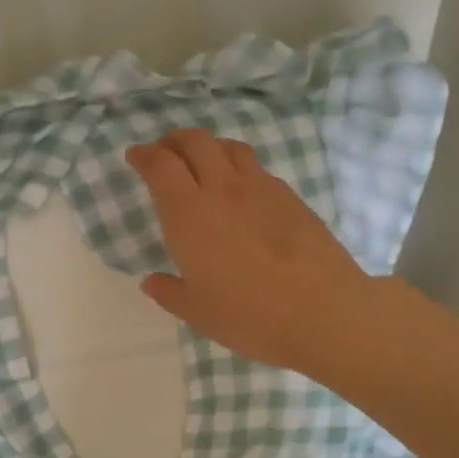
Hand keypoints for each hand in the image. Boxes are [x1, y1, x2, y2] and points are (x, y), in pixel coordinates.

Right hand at [126, 130, 373, 376]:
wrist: (322, 312)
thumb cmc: (249, 316)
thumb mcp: (198, 312)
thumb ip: (169, 293)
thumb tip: (152, 281)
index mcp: (189, 215)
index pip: (160, 165)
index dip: (144, 155)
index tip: (135, 156)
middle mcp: (222, 190)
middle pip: (195, 141)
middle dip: (174, 141)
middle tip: (166, 153)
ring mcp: (261, 189)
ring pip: (230, 147)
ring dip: (210, 147)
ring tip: (204, 163)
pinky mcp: (290, 197)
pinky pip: (257, 169)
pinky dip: (239, 168)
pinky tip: (242, 191)